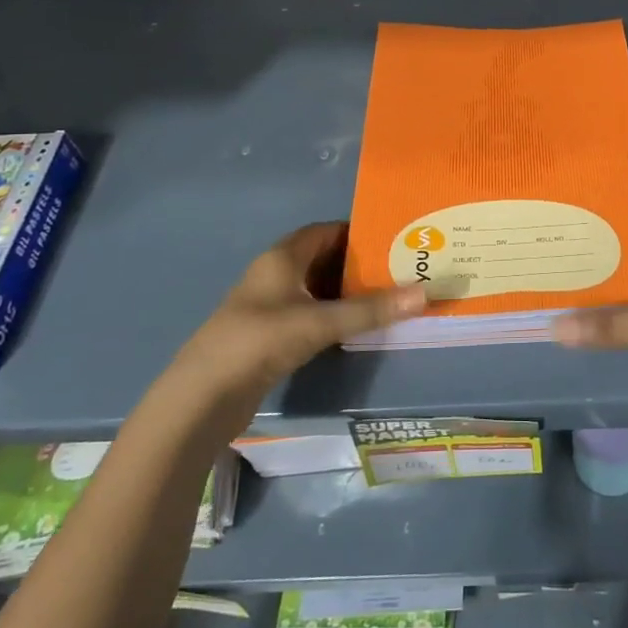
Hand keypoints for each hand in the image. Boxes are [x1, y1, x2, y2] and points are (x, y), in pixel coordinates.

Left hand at [170, 223, 424, 394]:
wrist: (203, 396)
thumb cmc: (260, 342)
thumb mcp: (319, 322)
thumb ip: (370, 310)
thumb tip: (423, 292)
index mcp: (282, 258)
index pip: (325, 231)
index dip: (357, 232)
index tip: (393, 239)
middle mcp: (275, 275)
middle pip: (323, 258)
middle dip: (359, 263)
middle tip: (400, 269)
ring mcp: (271, 306)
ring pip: (317, 288)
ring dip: (347, 291)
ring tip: (388, 295)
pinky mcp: (270, 335)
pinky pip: (310, 313)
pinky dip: (334, 314)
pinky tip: (358, 325)